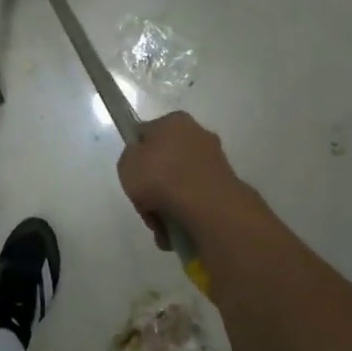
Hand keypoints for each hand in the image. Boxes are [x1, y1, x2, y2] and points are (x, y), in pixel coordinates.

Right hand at [116, 112, 247, 247]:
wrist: (203, 204)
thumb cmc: (159, 175)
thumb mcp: (126, 163)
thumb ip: (131, 158)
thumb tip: (143, 162)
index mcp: (174, 121)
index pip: (148, 134)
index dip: (137, 155)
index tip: (133, 177)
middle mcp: (198, 134)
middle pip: (166, 161)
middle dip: (154, 185)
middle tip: (145, 203)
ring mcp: (215, 160)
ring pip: (181, 183)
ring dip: (168, 203)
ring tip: (160, 224)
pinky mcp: (225, 185)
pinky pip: (196, 198)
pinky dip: (186, 212)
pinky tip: (175, 229)